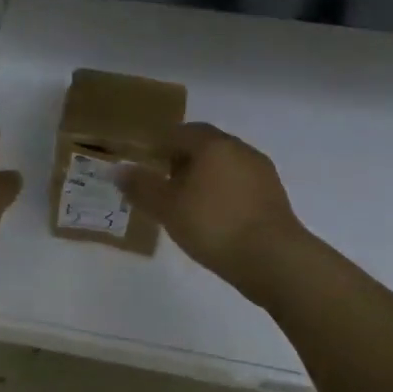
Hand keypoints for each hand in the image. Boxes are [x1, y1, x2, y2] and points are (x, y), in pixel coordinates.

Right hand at [120, 123, 306, 293]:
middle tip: (163, 184)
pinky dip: (223, 193)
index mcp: (212, 144)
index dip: (159, 145)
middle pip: (204, 146)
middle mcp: (240, 149)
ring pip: (224, 165)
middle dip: (182, 160)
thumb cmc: (214, 225)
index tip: (145, 164)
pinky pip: (240, 185)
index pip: (180, 132)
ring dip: (204, 177)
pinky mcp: (274, 196)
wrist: (274, 259)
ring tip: (187, 204)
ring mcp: (261, 172)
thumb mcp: (167, 207)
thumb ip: (141, 186)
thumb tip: (118, 169)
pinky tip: (214, 218)